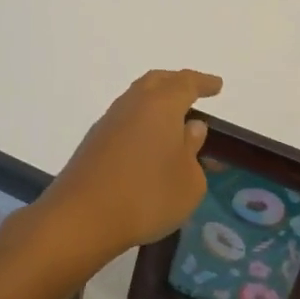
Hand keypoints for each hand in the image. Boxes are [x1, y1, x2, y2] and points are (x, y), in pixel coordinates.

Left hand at [33, 69, 223, 270]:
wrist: (82, 217)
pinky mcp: (94, 141)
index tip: (217, 86)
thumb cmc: (147, 196)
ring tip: (173, 122)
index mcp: (161, 104)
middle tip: (194, 93)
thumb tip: (190, 128)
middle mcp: (133, 104)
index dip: (204, 83)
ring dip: (157, 103)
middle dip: (177, 83)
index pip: (186, 83)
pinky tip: (148, 144)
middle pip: (157, 82)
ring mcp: (109, 121)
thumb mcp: (189, 181)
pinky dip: (142, 123)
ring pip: (138, 99)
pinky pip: (126, 120)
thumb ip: (193, 150)